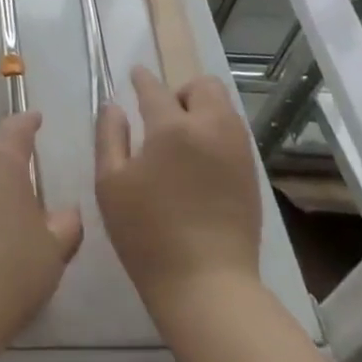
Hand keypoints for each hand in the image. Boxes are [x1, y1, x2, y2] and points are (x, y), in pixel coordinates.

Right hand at [97, 68, 261, 319]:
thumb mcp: (111, 184)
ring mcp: (237, 151)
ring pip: (223, 108)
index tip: (135, 75)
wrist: (207, 286)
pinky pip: (234, 134)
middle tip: (163, 118)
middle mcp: (211, 128)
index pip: (154, 88)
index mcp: (172, 127)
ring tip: (182, 141)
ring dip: (202, 111)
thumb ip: (109, 137)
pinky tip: (200, 163)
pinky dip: (216, 134)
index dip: (142, 79)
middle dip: (181, 92)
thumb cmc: (148, 235)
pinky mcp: (252, 174)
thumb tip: (114, 107)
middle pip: (203, 86)